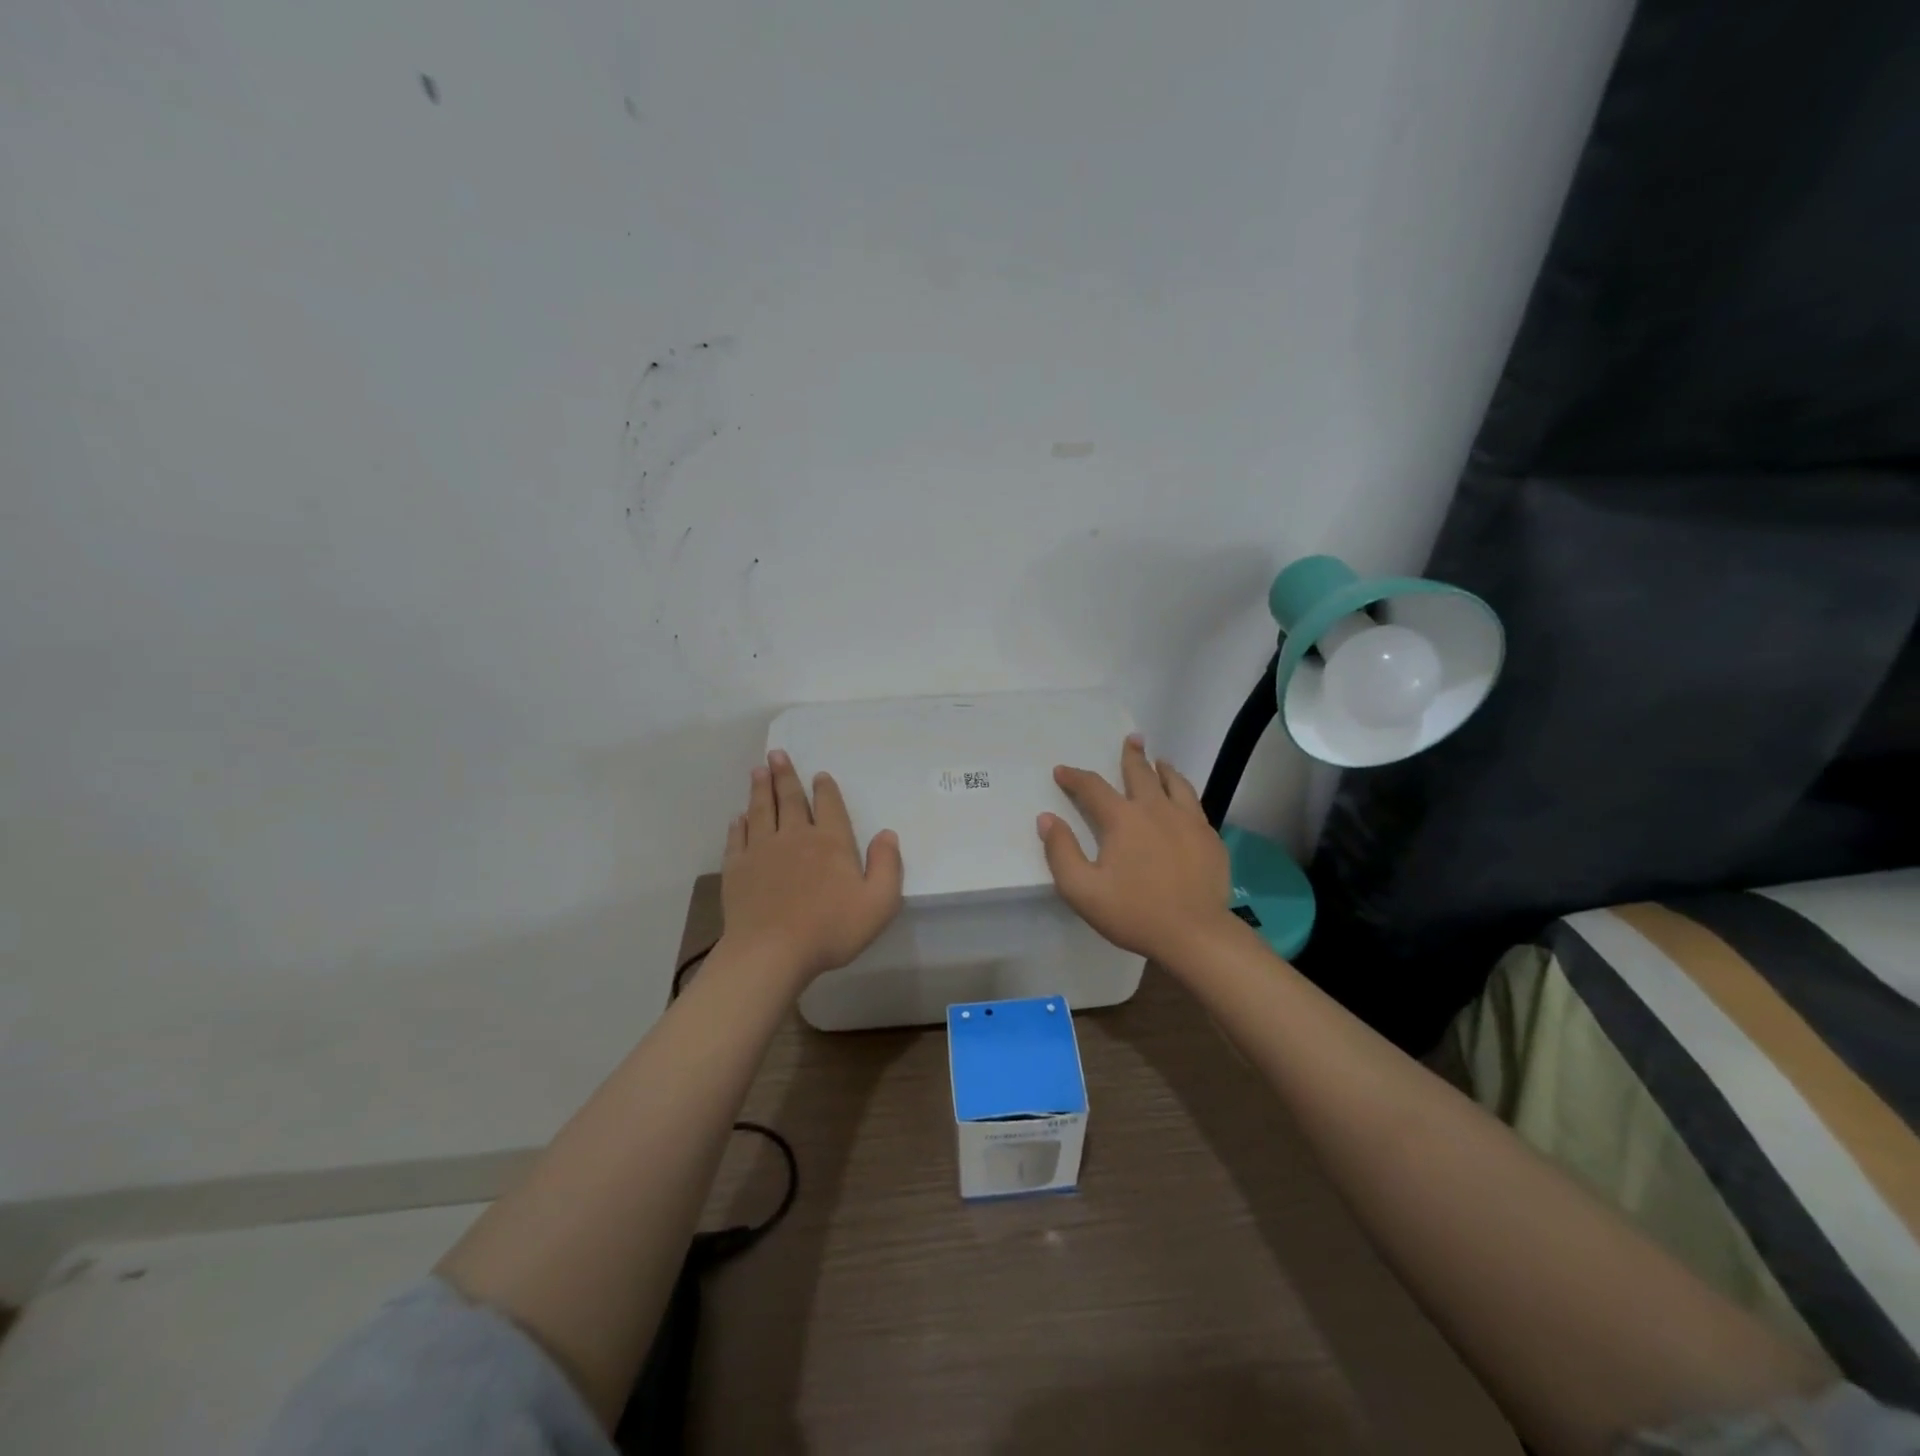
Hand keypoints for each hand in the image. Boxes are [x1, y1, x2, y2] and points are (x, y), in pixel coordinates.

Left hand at [721, 749, 904, 983]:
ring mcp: (762, 850)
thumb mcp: (878, 903)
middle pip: (789, 799)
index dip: (824, 789)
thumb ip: (887, 866)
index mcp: (831, 842)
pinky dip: (739, 824)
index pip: (828, 806)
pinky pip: (738, 838)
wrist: (771, 952)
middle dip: (784, 775)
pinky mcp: (737, 868)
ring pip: (761, 810)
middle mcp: (795, 836)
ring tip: (757, 770)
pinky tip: (738, 817)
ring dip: (759, 789)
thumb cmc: (830, 929)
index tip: (818, 775)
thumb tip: (887, 834)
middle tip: (776, 754)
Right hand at [1037, 735, 1234, 966]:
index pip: (1093, 788)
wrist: (1196, 934)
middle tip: (1132, 739)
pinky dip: (1184, 793)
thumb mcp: (1082, 890)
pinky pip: (1195, 805)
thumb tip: (1047, 819)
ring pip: (1175, 783)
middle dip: (1132, 755)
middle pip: (1141, 773)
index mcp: (1123, 819)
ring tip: (1160, 762)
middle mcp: (1156, 809)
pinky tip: (1184, 802)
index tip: (1062, 771)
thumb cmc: (1134, 913)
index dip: (1075, 777)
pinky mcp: (1210, 838)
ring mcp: (1188, 821)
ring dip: (1164, 770)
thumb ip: (1061, 852)